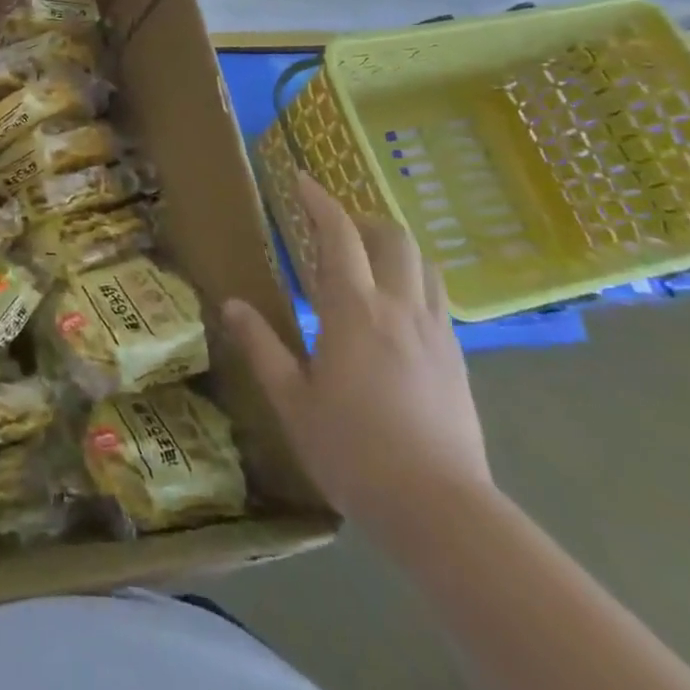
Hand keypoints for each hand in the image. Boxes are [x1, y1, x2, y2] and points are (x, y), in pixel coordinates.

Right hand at [223, 172, 491, 536]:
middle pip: (392, 238)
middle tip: (333, 229)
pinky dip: (414, 283)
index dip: (319, 201)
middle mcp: (400, 308)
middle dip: (362, 220)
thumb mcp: (292, 400)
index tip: (301, 179)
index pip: (339, 235)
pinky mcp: (457, 360)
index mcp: (354, 310)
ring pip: (423, 265)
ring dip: (394, 248)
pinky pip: (438, 299)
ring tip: (367, 263)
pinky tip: (395, 312)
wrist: (441, 511)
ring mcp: (436, 333)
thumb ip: (262, 346)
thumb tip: (232, 304)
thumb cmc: (353, 451)